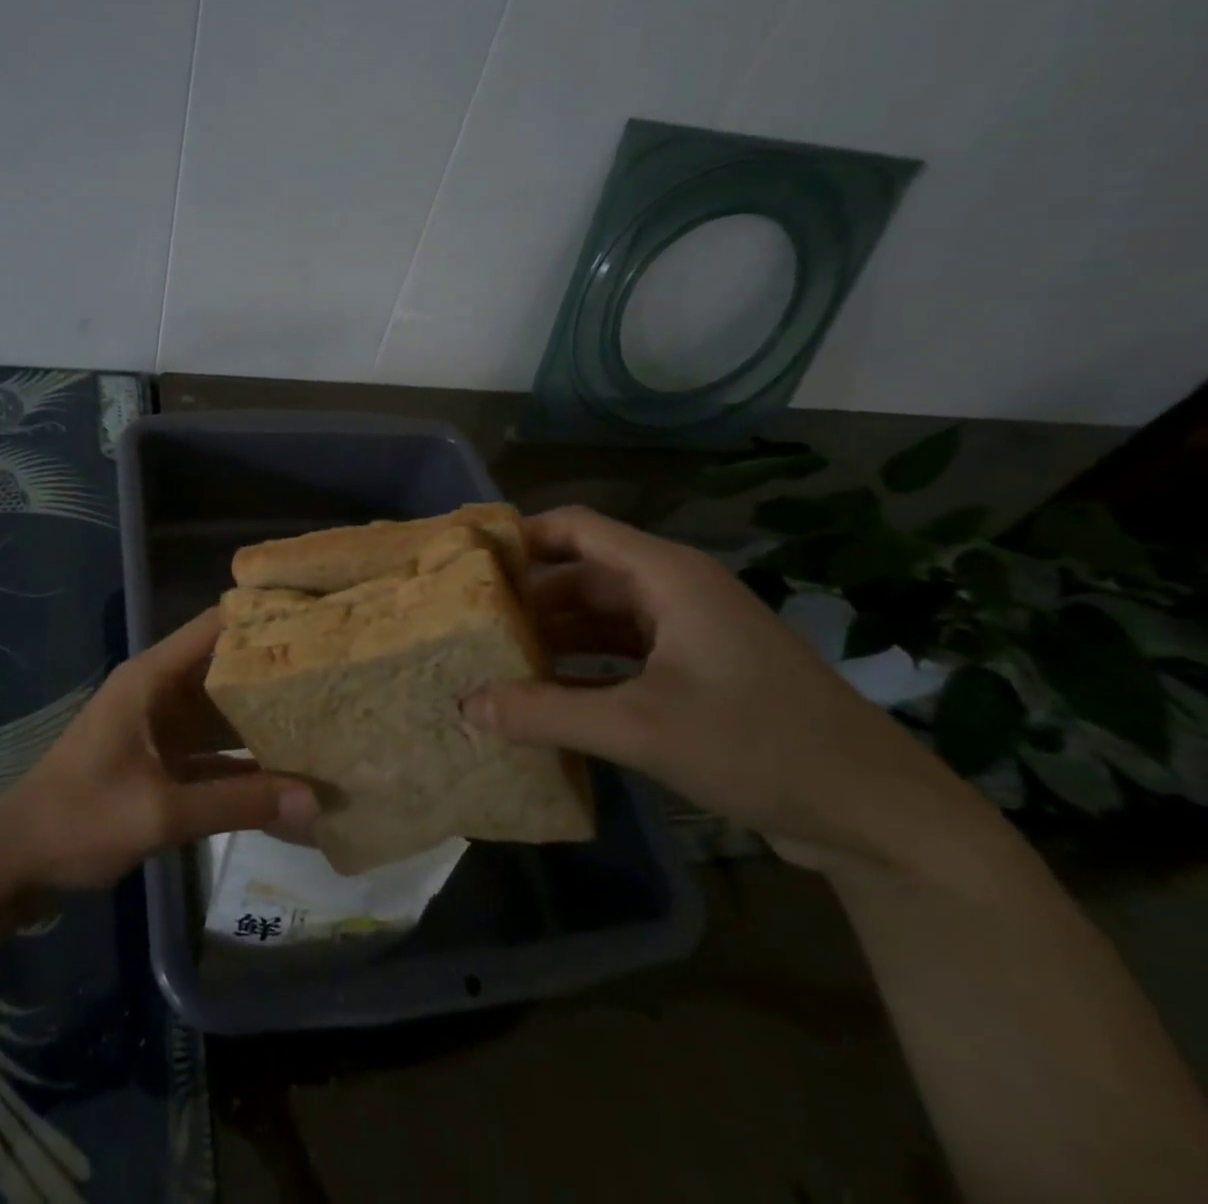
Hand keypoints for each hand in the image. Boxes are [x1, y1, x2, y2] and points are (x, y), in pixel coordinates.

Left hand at [0, 609, 319, 893]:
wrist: (16, 864)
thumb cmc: (78, 820)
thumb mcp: (159, 812)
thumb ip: (237, 804)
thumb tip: (315, 801)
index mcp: (153, 678)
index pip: (216, 626)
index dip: (263, 618)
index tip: (318, 621)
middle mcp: (162, 692)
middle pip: (228, 668)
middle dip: (278, 673)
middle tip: (339, 677)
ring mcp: (164, 728)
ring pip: (225, 712)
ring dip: (266, 720)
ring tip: (328, 721)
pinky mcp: (164, 761)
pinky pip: (216, 752)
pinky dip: (247, 762)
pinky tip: (291, 777)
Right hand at [465, 507, 995, 875]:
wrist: (879, 815)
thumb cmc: (759, 746)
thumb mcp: (641, 729)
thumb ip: (545, 713)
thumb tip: (464, 705)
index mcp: (666, 576)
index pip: (574, 528)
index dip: (518, 537)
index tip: (464, 564)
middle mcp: (673, 591)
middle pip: (580, 574)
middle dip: (525, 598)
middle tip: (465, 624)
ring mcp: (687, 633)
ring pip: (599, 617)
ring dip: (550, 636)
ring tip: (491, 660)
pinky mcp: (695, 673)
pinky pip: (620, 653)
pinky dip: (580, 667)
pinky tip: (542, 695)